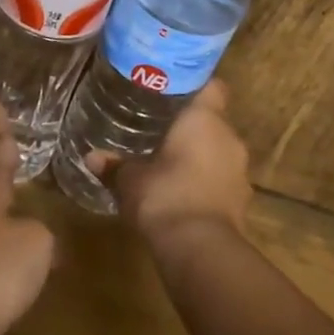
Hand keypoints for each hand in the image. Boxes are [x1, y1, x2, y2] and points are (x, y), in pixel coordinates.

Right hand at [93, 81, 250, 251]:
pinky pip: (221, 179)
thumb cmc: (164, 195)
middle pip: (213, 120)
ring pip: (218, 150)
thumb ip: (114, 166)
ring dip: (199, 155)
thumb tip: (92, 157)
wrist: (199, 249)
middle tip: (161, 125)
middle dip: (190, 125)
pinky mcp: (241, 200)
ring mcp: (239, 171)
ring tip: (170, 159)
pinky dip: (205, 181)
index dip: (196, 85)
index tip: (173, 89)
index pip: (212, 87)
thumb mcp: (130, 179)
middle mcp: (229, 138)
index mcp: (205, 120)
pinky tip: (182, 190)